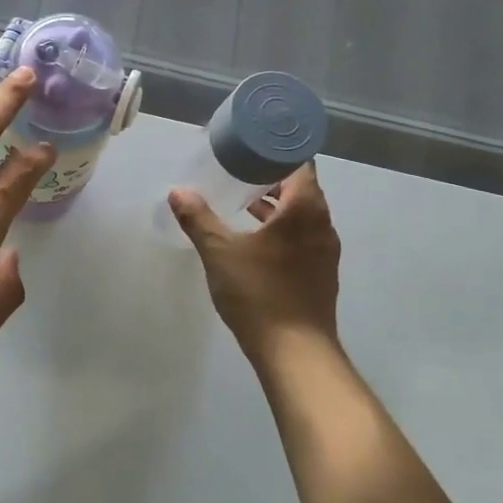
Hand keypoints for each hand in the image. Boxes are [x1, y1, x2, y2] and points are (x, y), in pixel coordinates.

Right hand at [168, 161, 342, 369]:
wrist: (295, 352)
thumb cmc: (259, 293)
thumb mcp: (219, 252)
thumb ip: (198, 219)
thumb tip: (177, 192)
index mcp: (305, 210)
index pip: (299, 165)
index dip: (276, 153)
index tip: (251, 149)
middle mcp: (322, 225)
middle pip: (302, 189)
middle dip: (272, 179)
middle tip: (239, 171)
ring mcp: (325, 252)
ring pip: (302, 216)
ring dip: (276, 207)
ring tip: (243, 203)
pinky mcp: (320, 274)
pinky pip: (302, 237)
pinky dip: (282, 230)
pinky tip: (254, 240)